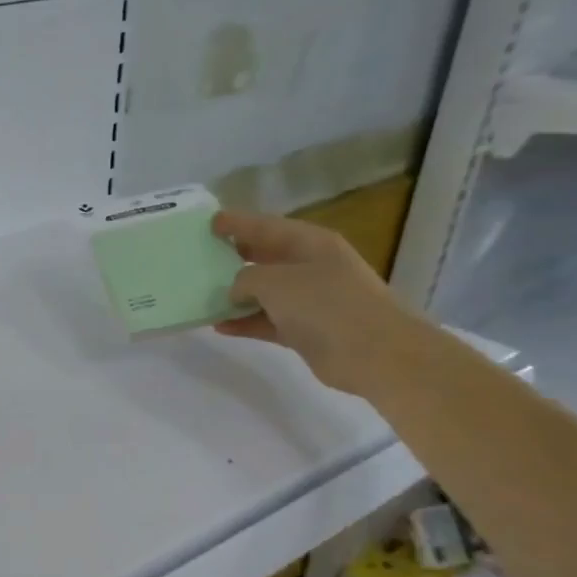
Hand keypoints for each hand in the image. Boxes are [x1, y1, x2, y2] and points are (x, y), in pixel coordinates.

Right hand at [210, 209, 425, 395]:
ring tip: (203, 295)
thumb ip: (245, 279)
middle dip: (235, 256)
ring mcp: (311, 300)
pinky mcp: (306, 330)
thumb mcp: (275, 282)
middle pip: (266, 256)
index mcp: (310, 243)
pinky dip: (245, 322)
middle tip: (203, 256)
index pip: (266, 226)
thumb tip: (236, 291)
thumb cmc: (325, 305)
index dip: (237, 223)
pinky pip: (267, 320)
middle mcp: (311, 266)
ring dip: (236, 295)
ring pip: (265, 292)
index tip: (210, 223)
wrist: (374, 354)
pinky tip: (219, 326)